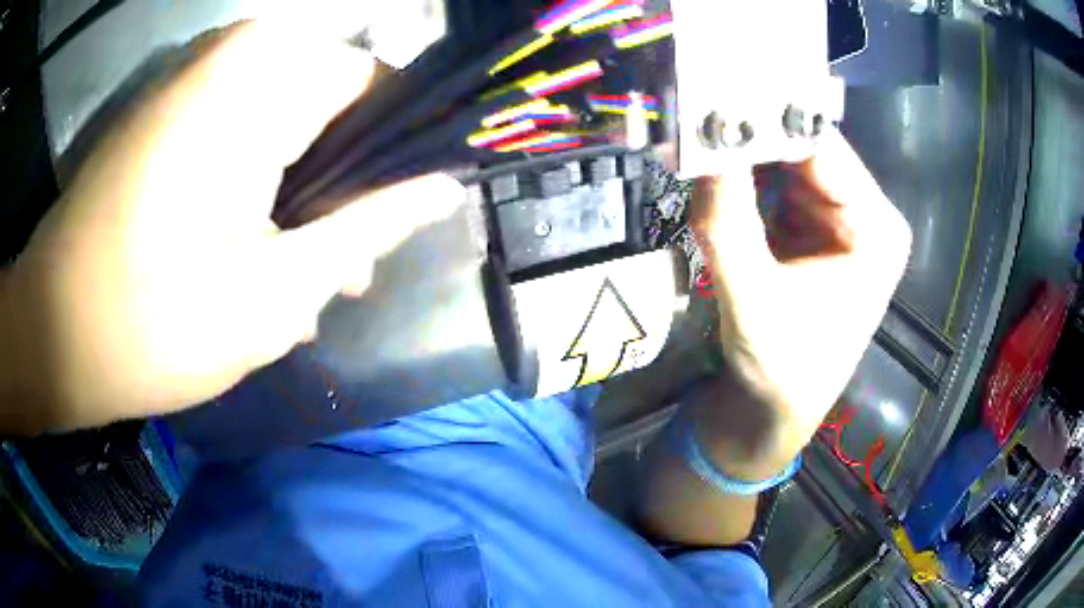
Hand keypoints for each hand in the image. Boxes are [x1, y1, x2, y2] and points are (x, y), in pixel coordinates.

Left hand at [1, 23, 463, 433]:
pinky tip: (253, 254)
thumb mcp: (278, 290)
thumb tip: (442, 187)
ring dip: (300, 196)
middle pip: (332, 105)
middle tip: (344, 269)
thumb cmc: (153, 321)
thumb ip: (370, 226)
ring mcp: (196, 79)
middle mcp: (234, 54)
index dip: (401, 154)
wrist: (51, 333)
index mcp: (265, 77)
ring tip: (299, 276)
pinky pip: (241, 129)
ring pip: (287, 121)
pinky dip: (258, 187)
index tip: (405, 218)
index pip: (381, 87)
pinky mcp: (170, 111)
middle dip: (345, 186)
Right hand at [690, 129, 911, 474]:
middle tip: (694, 110)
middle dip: (750, 133)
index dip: (766, 121)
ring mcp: (836, 217)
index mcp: (876, 230)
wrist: (771, 411)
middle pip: (804, 149)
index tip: (711, 96)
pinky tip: (710, 166)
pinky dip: (740, 175)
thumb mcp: (752, 301)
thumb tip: (698, 144)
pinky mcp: (809, 225)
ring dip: (741, 152)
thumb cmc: (780, 372)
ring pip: (784, 161)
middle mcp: (864, 213)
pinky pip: (772, 183)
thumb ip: (727, 223)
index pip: (821, 149)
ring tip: (695, 135)